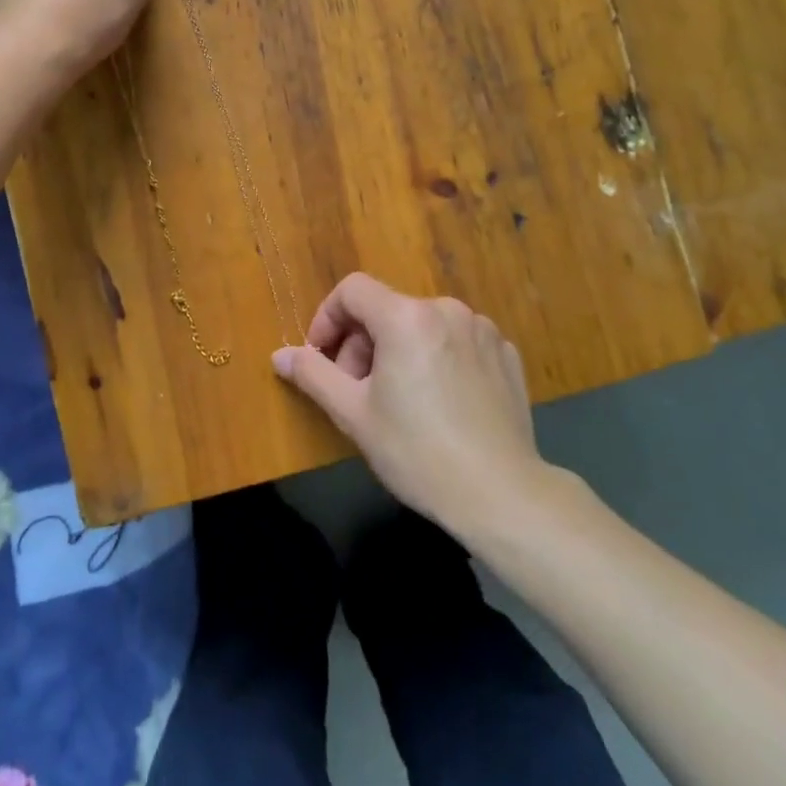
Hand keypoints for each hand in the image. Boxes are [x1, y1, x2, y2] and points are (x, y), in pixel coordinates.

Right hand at [273, 273, 548, 537]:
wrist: (503, 495)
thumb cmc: (417, 452)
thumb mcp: (353, 414)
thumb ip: (312, 374)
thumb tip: (279, 355)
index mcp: (406, 317)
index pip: (352, 290)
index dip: (327, 318)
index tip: (321, 357)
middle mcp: (446, 309)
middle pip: (387, 309)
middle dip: (362, 343)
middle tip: (357, 391)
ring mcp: (482, 330)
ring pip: (422, 325)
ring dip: (399, 351)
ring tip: (399, 400)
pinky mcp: (506, 354)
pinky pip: (457, 342)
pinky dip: (437, 359)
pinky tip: (440, 403)